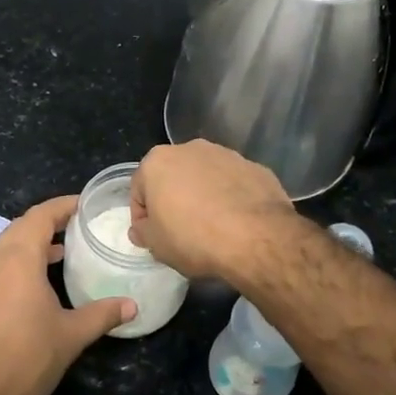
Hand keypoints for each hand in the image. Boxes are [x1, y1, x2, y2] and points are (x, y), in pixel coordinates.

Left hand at [0, 195, 134, 394]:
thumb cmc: (27, 359)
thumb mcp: (72, 335)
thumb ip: (103, 314)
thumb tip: (133, 306)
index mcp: (18, 261)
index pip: (39, 217)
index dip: (62, 206)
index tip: (84, 205)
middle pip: (19, 228)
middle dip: (47, 222)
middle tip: (76, 227)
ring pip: (4, 249)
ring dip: (31, 245)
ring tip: (61, 254)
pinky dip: (17, 265)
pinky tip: (35, 287)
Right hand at [130, 140, 295, 281]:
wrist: (256, 237)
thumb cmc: (193, 238)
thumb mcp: (156, 244)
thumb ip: (142, 231)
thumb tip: (142, 228)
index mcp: (158, 162)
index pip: (139, 189)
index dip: (143, 216)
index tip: (152, 236)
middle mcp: (190, 149)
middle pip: (173, 177)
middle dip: (173, 200)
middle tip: (180, 231)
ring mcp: (226, 155)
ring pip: (205, 177)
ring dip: (203, 196)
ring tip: (212, 227)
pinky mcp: (255, 167)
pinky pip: (233, 184)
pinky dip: (231, 198)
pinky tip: (236, 223)